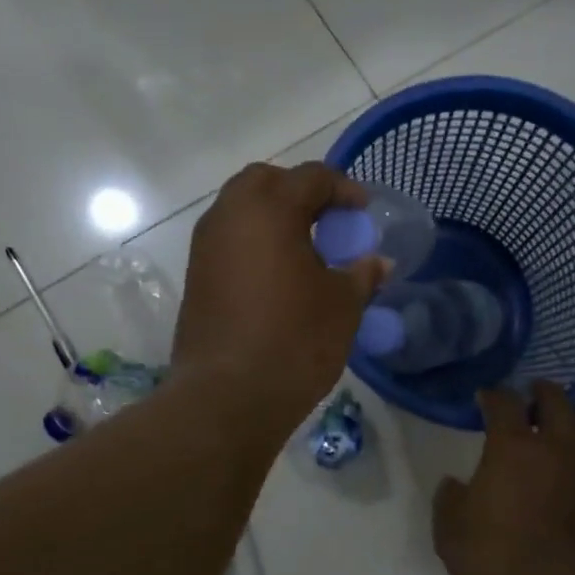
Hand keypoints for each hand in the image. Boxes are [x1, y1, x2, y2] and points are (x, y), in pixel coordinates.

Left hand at [172, 162, 387, 431]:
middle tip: (328, 220)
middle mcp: (230, 215)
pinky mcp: (196, 275)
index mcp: (269, 209)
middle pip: (266, 181)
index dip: (344, 189)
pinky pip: (229, 238)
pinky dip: (254, 240)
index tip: (363, 211)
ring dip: (273, 215)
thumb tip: (379, 263)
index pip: (311, 177)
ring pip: (241, 208)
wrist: (227, 397)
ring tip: (305, 247)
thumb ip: (362, 274)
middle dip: (300, 191)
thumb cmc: (294, 341)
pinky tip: (278, 273)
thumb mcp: (342, 306)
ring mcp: (206, 245)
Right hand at [433, 383, 574, 574]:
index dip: (494, 395)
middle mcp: (555, 450)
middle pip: (557, 403)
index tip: (486, 395)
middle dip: (544, 392)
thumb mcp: (452, 534)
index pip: (504, 404)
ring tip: (571, 417)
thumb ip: (450, 502)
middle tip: (534, 391)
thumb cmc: (500, 558)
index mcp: (513, 448)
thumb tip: (453, 485)